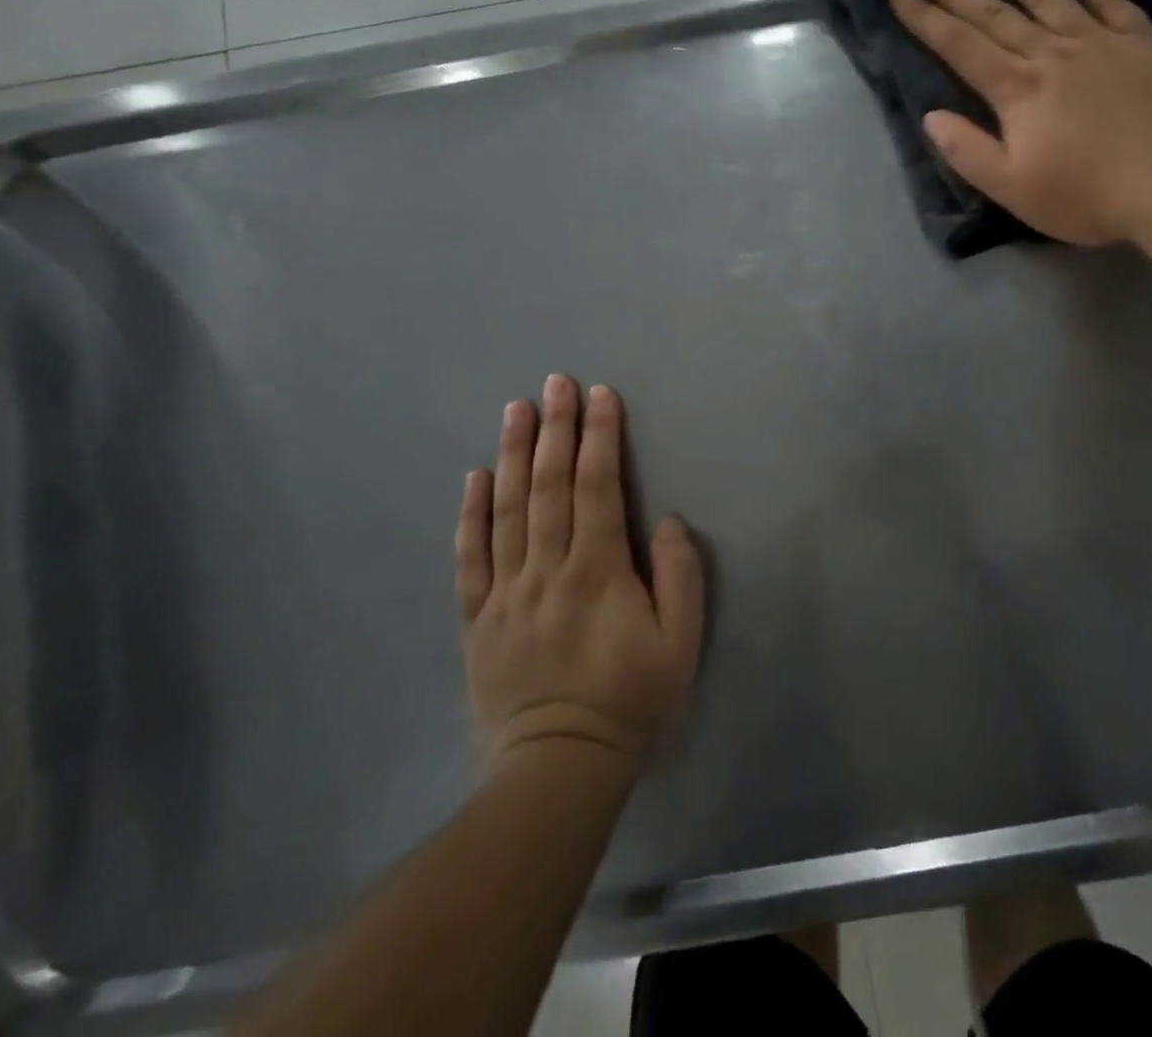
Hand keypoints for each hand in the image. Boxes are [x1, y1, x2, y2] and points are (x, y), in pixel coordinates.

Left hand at [455, 375, 703, 770]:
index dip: (600, 437)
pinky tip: (475, 478)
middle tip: (556, 382)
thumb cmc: (631, 702)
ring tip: (516, 409)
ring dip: (514, 454)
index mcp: (597, 571)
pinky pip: (471, 558)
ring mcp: (506, 592)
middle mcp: (546, 569)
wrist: (559, 770)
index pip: (597, 488)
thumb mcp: (680, 644)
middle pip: (549, 486)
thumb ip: (679, 576)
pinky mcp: (478, 619)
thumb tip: (663, 520)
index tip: (601, 395)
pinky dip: (471, 514)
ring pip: (507, 510)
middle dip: (556, 429)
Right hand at [887, 0, 1151, 245]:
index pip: (959, 46)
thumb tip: (931, 117)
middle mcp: (1051, 53)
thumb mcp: (1014, 190)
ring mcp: (1098, 41)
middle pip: (992, 12)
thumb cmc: (1088, 197)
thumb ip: (968, 152)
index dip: (924, 19)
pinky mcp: (1140, 41)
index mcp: (1017, 91)